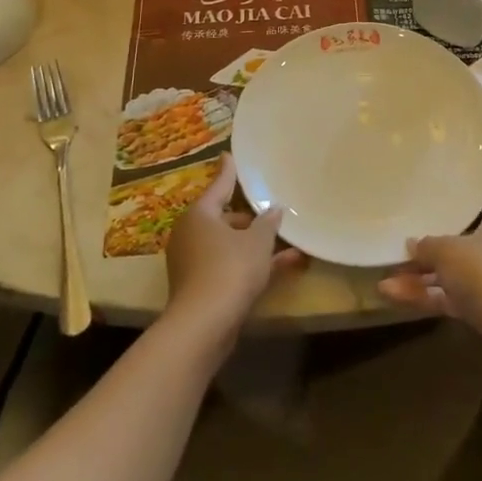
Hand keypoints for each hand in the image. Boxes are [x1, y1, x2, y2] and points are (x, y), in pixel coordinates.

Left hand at [163, 157, 304, 347]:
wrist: (204, 325)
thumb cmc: (230, 268)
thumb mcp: (257, 242)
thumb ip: (268, 222)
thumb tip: (274, 209)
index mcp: (200, 214)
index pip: (219, 185)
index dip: (228, 171)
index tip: (229, 155)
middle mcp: (192, 234)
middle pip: (225, 218)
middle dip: (251, 218)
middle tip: (272, 211)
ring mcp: (194, 263)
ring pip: (230, 245)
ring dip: (257, 244)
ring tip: (289, 241)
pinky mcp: (201, 287)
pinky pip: (231, 266)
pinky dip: (253, 265)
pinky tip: (288, 265)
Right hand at [378, 177, 481, 367]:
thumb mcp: (449, 251)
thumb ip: (428, 246)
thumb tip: (413, 243)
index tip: (478, 177)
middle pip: (473, 236)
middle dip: (442, 237)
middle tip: (415, 228)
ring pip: (455, 272)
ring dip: (423, 275)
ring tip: (387, 276)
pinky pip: (451, 298)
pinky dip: (426, 297)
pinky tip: (392, 297)